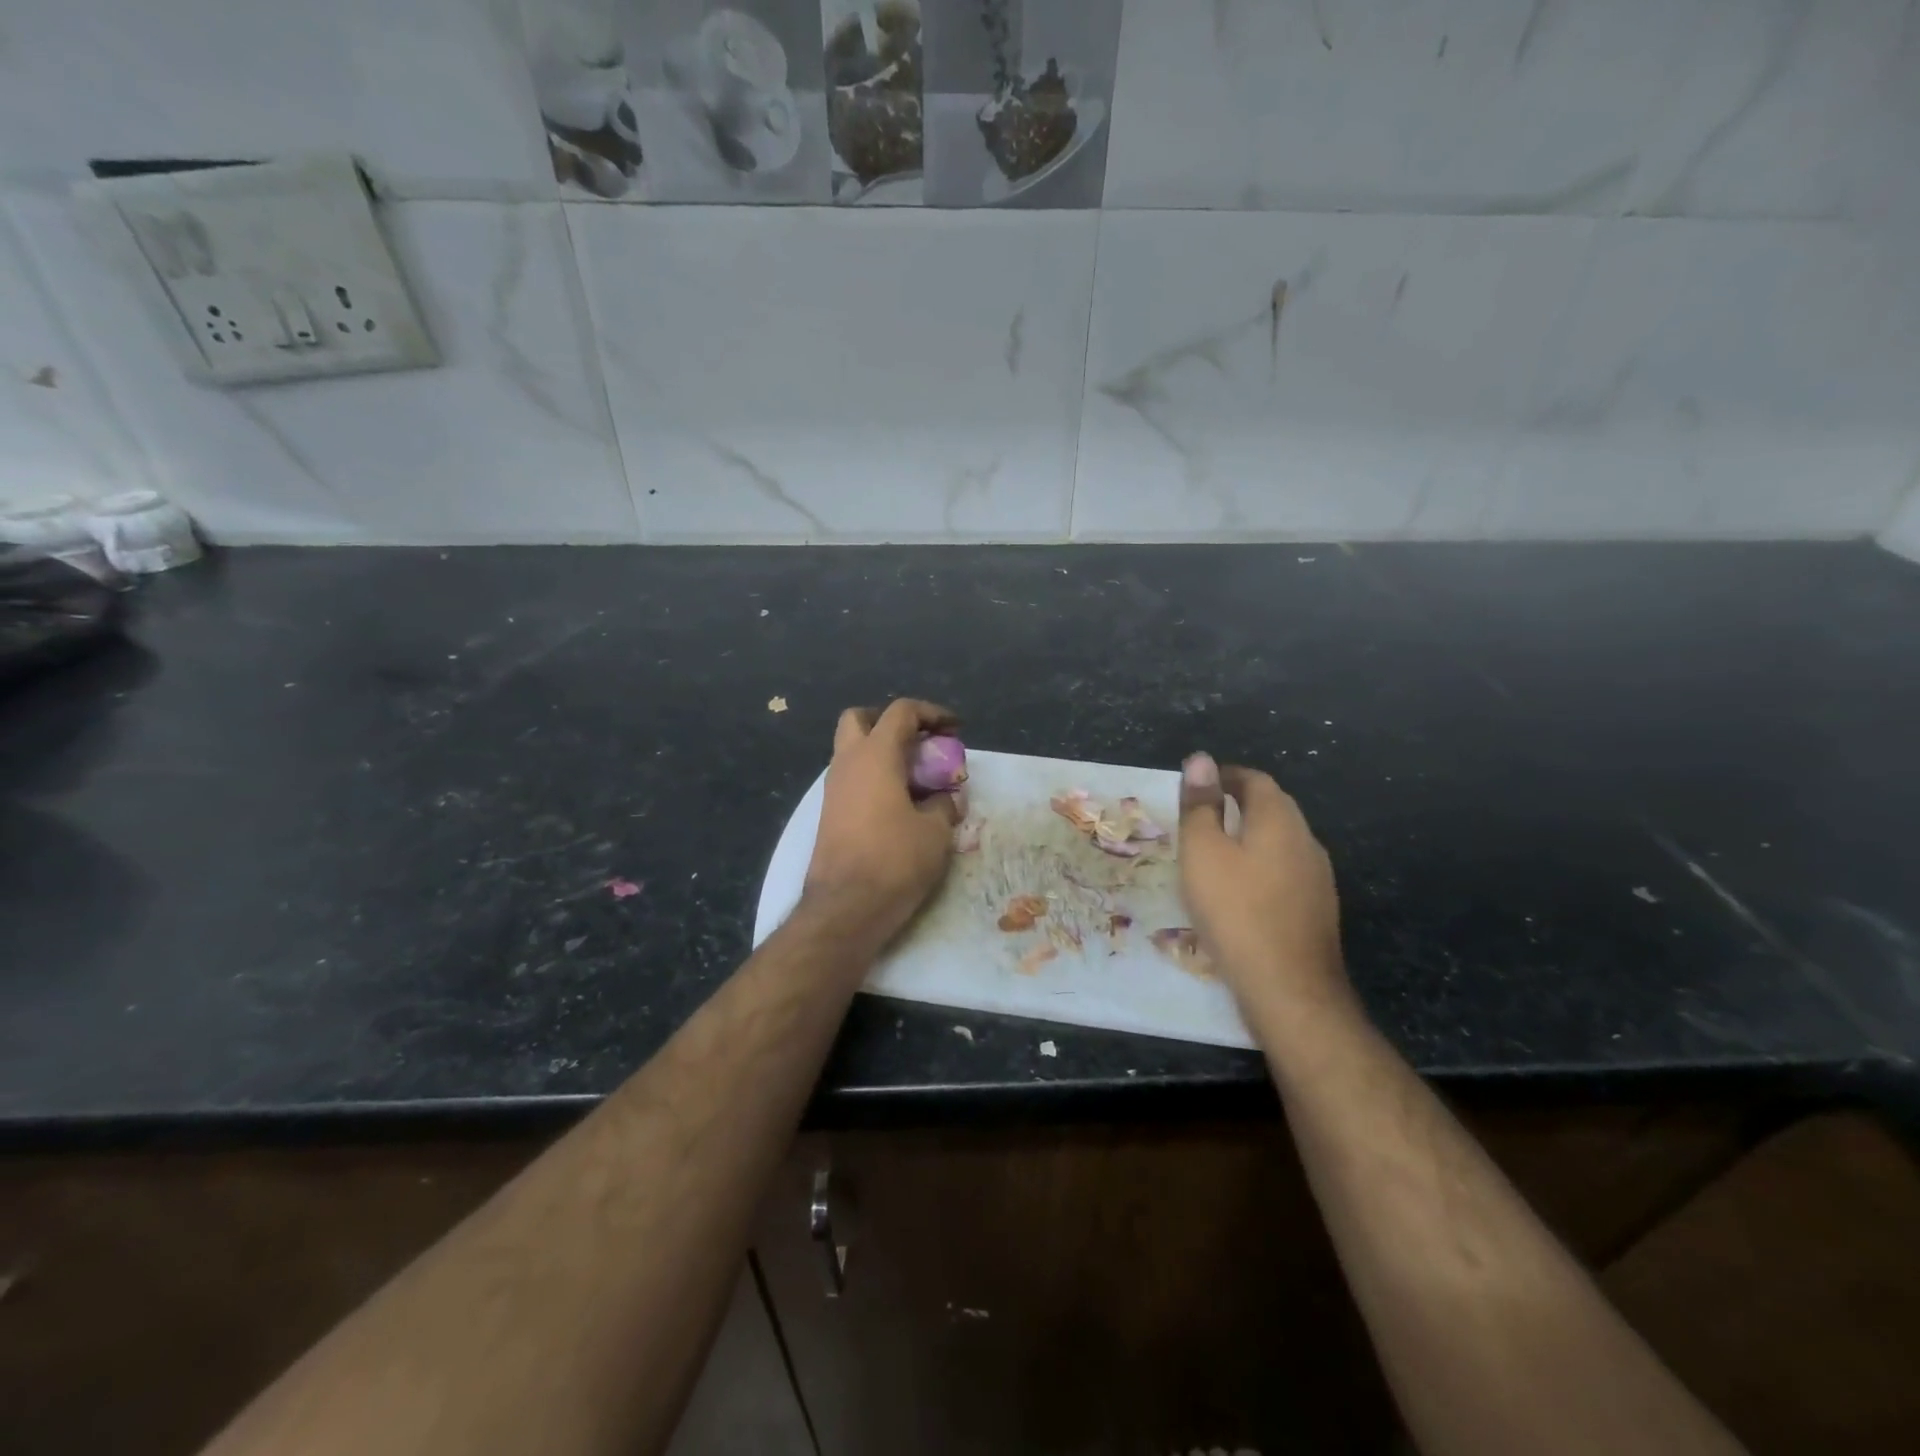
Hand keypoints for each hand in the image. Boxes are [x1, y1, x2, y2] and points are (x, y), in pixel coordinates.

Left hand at [801, 699, 962, 950]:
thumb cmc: (894, 861)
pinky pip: (852, 779)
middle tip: (920, 743)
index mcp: (875, 756)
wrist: (845, 908)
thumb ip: (944, 804)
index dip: (932, 713)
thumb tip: (945, 798)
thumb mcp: (935, 832)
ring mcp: (833, 788)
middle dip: (892, 722)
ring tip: (917, 778)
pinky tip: (899, 804)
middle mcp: (847, 763)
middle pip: (861, 719)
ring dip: (883, 753)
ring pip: (853, 750)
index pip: (901, 712)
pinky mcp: (829, 813)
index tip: (955, 729)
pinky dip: (874, 778)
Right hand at [1177, 752, 1351, 1021]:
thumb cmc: (1235, 910)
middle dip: (1239, 804)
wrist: (1288, 988)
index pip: (1254, 780)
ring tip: (1217, 852)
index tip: (1197, 785)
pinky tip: (1242, 892)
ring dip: (1251, 837)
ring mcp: (1318, 877)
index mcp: (1279, 819)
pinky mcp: (1318, 909)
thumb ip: (1200, 805)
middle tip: (1202, 815)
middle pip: (1273, 808)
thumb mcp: (1202, 852)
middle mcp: (1306, 840)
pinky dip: (1262, 867)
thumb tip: (1200, 759)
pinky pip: (1286, 872)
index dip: (1224, 776)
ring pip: (1281, 842)